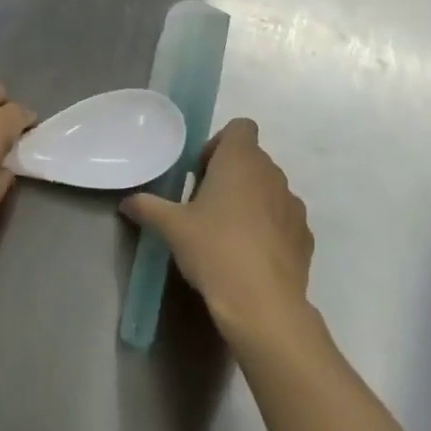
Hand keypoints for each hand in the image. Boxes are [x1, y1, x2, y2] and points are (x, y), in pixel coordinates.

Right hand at [122, 119, 314, 346]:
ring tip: (228, 233)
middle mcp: (272, 174)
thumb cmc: (214, 249)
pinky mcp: (304, 236)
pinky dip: (269, 228)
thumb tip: (126, 202)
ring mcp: (293, 205)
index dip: (220, 144)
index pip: (240, 127)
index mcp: (241, 160)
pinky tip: (250, 256)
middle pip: (253, 159)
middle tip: (205, 205)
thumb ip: (148, 208)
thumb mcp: (172, 228)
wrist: (263, 303)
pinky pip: (283, 219)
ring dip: (251, 200)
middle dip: (231, 175)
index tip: (201, 172)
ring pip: (270, 189)